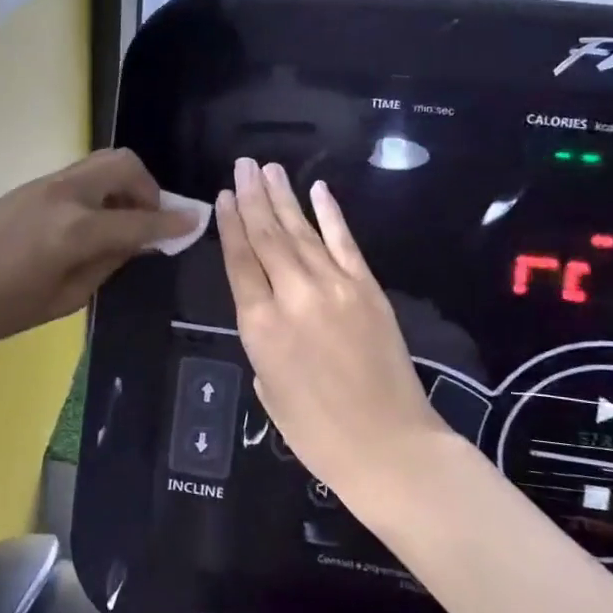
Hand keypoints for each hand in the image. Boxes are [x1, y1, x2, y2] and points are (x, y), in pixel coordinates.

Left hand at [0, 149, 192, 352]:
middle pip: (124, 165)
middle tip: (149, 221)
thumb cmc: (2, 309)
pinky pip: (81, 175)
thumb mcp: (66, 298)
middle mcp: (66, 194)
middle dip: (149, 188)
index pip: (139, 219)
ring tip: (122, 222)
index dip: (171, 223)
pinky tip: (93, 222)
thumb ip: (109, 263)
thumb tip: (139, 242)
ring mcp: (46, 184)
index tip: (194, 223)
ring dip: (124, 184)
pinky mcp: (32, 186)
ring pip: (102, 162)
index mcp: (76, 230)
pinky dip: (101, 188)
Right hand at [217, 157, 438, 503]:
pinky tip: (318, 190)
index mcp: (260, 325)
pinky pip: (345, 242)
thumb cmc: (316, 432)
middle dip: (252, 197)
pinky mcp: (368, 289)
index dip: (229, 224)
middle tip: (242, 165)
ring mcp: (335, 287)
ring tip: (268, 169)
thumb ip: (262, 339)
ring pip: (301, 232)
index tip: (222, 196)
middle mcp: (293, 295)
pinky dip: (330, 214)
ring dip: (283, 197)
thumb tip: (268, 311)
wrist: (389, 446)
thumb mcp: (268, 387)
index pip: (239, 260)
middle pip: (267, 236)